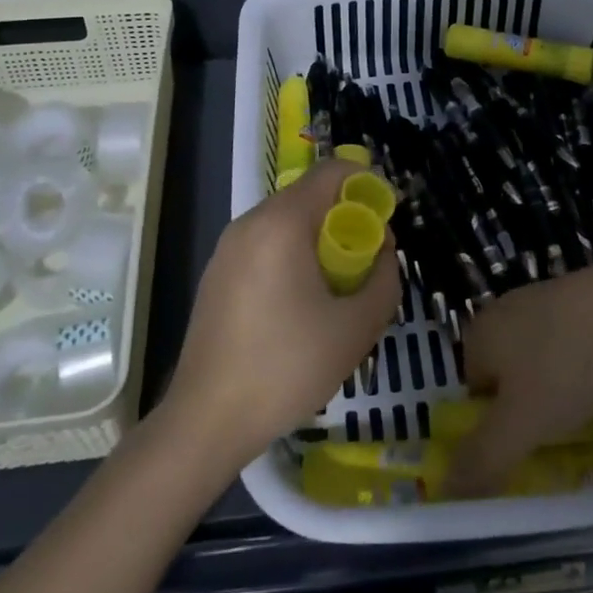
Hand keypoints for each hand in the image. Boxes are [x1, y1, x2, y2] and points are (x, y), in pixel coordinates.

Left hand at [164, 161, 399, 468]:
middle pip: (309, 196)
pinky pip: (265, 245)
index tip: (387, 218)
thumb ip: (384, 279)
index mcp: (282, 223)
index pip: (332, 171)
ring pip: (286, 222)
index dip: (367, 184)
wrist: (206, 421)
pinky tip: (299, 306)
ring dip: (319, 240)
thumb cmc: (286, 368)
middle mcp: (250, 222)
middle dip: (345, 218)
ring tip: (336, 288)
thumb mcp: (356, 328)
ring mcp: (227, 248)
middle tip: (367, 261)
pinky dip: (291, 257)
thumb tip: (383, 252)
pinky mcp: (216, 274)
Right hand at [446, 259, 592, 496]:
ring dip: (560, 397)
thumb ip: (483, 459)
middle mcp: (508, 312)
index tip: (524, 451)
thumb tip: (445, 491)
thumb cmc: (567, 363)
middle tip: (556, 445)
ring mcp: (548, 303)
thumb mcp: (521, 423)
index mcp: (481, 332)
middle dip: (529, 413)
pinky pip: (576, 352)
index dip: (494, 427)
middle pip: (509, 379)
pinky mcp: (585, 304)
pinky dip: (587, 375)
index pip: (473, 392)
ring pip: (544, 367)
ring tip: (587, 425)